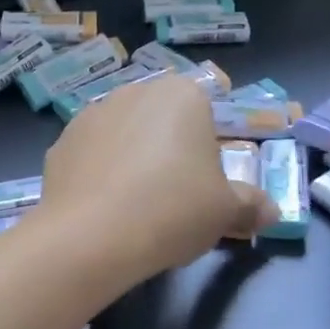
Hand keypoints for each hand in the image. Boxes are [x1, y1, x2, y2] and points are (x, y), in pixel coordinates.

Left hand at [35, 74, 276, 286]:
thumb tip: (271, 212)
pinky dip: (98, 175)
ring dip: (130, 160)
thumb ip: (251, 205)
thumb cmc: (173, 210)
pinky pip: (90, 157)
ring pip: (123, 135)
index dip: (206, 148)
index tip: (203, 184)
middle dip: (168, 150)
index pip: (204, 111)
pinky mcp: (59, 143)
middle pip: (160, 120)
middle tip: (173, 196)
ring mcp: (90, 115)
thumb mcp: (226, 212)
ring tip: (134, 207)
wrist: (91, 236)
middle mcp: (133, 92)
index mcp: (181, 95)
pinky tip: (102, 209)